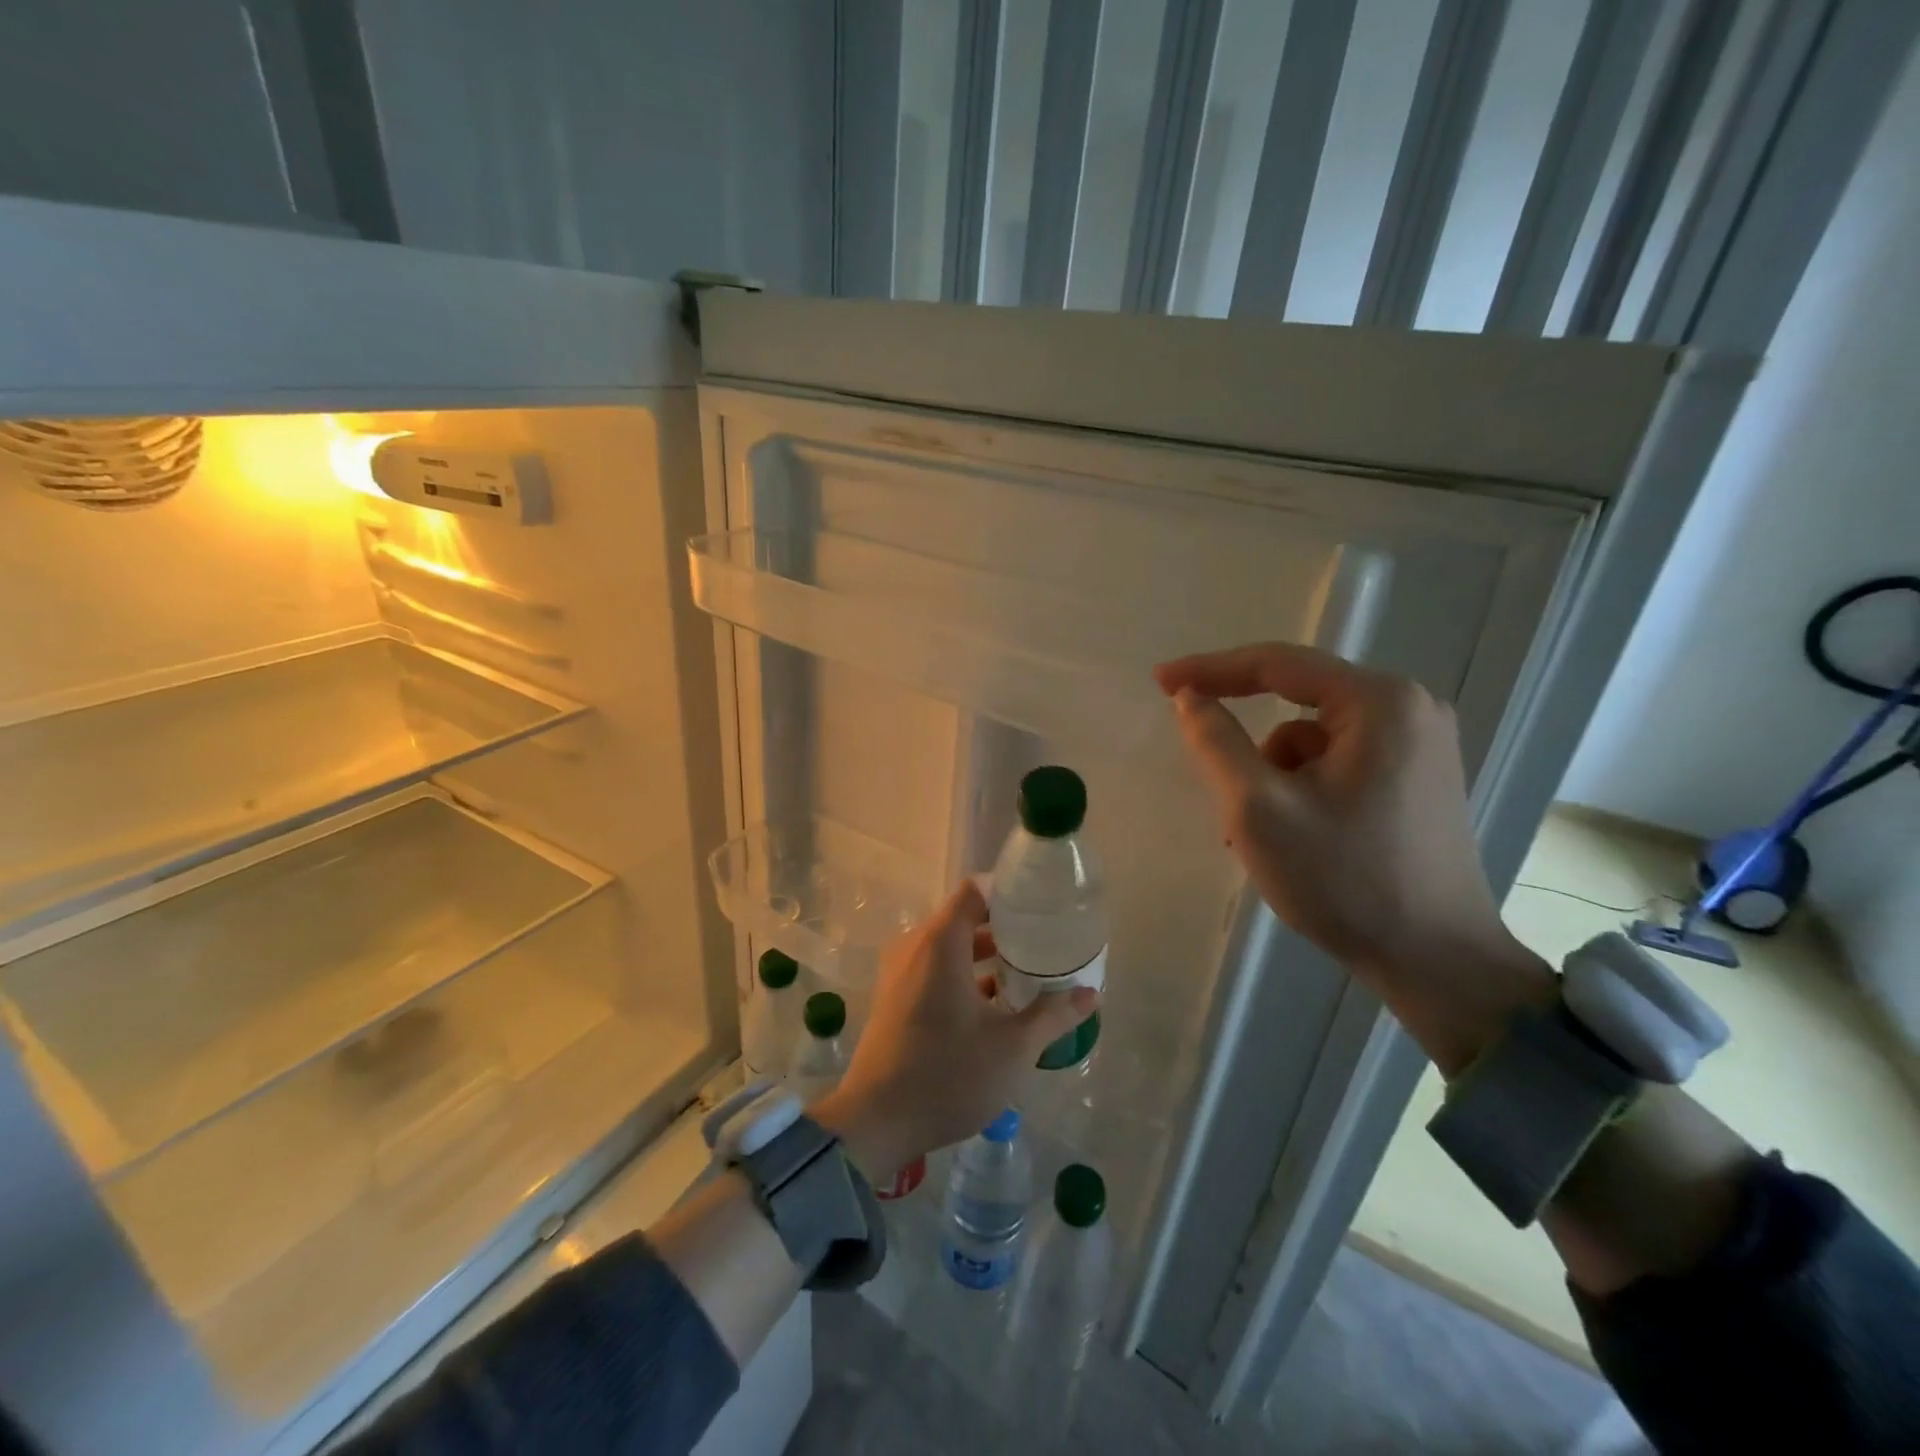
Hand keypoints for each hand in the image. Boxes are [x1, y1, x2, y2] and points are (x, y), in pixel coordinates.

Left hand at [811, 881, 1096, 1177]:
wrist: (876, 1121)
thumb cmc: (948, 1073)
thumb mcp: (1013, 1046)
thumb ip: (1053, 1015)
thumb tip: (1091, 993)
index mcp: (940, 942)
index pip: (975, 892)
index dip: (1009, 893)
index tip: (1042, 906)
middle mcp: (915, 947)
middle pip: (964, 919)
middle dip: (1005, 928)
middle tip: (1045, 941)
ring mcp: (900, 973)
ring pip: (949, 948)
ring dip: (985, 956)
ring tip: (1028, 972)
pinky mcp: (895, 998)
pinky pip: (934, 970)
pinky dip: (963, 975)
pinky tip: (995, 1004)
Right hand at [1154, 642, 1550, 1074]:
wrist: (1437, 963)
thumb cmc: (1344, 880)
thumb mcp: (1258, 808)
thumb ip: (1216, 743)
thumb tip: (1189, 697)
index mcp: (1379, 702)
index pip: (1278, 664)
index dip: (1211, 669)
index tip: (1159, 680)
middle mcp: (1410, 709)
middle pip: (1298, 705)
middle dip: (1250, 748)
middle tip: (1218, 788)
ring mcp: (1421, 746)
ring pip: (1314, 740)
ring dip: (1274, 776)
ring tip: (1261, 836)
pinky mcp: (1419, 779)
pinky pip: (1339, 763)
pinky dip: (1303, 790)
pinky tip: (1295, 838)